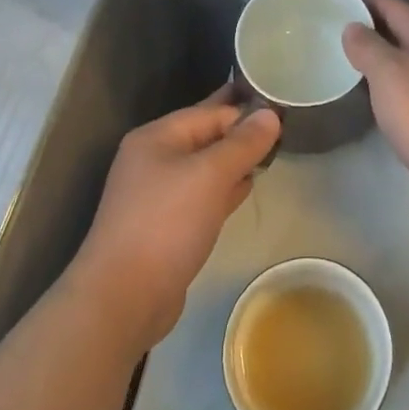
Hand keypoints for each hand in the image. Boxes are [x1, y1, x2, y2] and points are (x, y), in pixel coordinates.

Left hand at [70, 90, 280, 348]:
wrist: (124, 298)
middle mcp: (154, 159)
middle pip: (206, 137)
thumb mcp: (210, 175)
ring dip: (235, 162)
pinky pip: (202, 195)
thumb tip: (271, 114)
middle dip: (242, 134)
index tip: (284, 113)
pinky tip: (247, 187)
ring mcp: (158, 194)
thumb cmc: (167, 224)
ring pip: (206, 167)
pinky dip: (224, 189)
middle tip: (284, 129)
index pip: (210, 112)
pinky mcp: (166, 225)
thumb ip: (243, 143)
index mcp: (157, 137)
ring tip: (272, 153)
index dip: (246, 111)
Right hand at [342, 0, 408, 223]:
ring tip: (349, 63)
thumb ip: (367, 46)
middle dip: (373, 29)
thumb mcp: (388, 71)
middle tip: (337, 32)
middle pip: (403, 32)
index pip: (394, 6)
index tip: (338, 1)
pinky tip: (376, 98)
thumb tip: (353, 27)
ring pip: (408, 62)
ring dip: (382, 59)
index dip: (367, 0)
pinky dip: (391, 87)